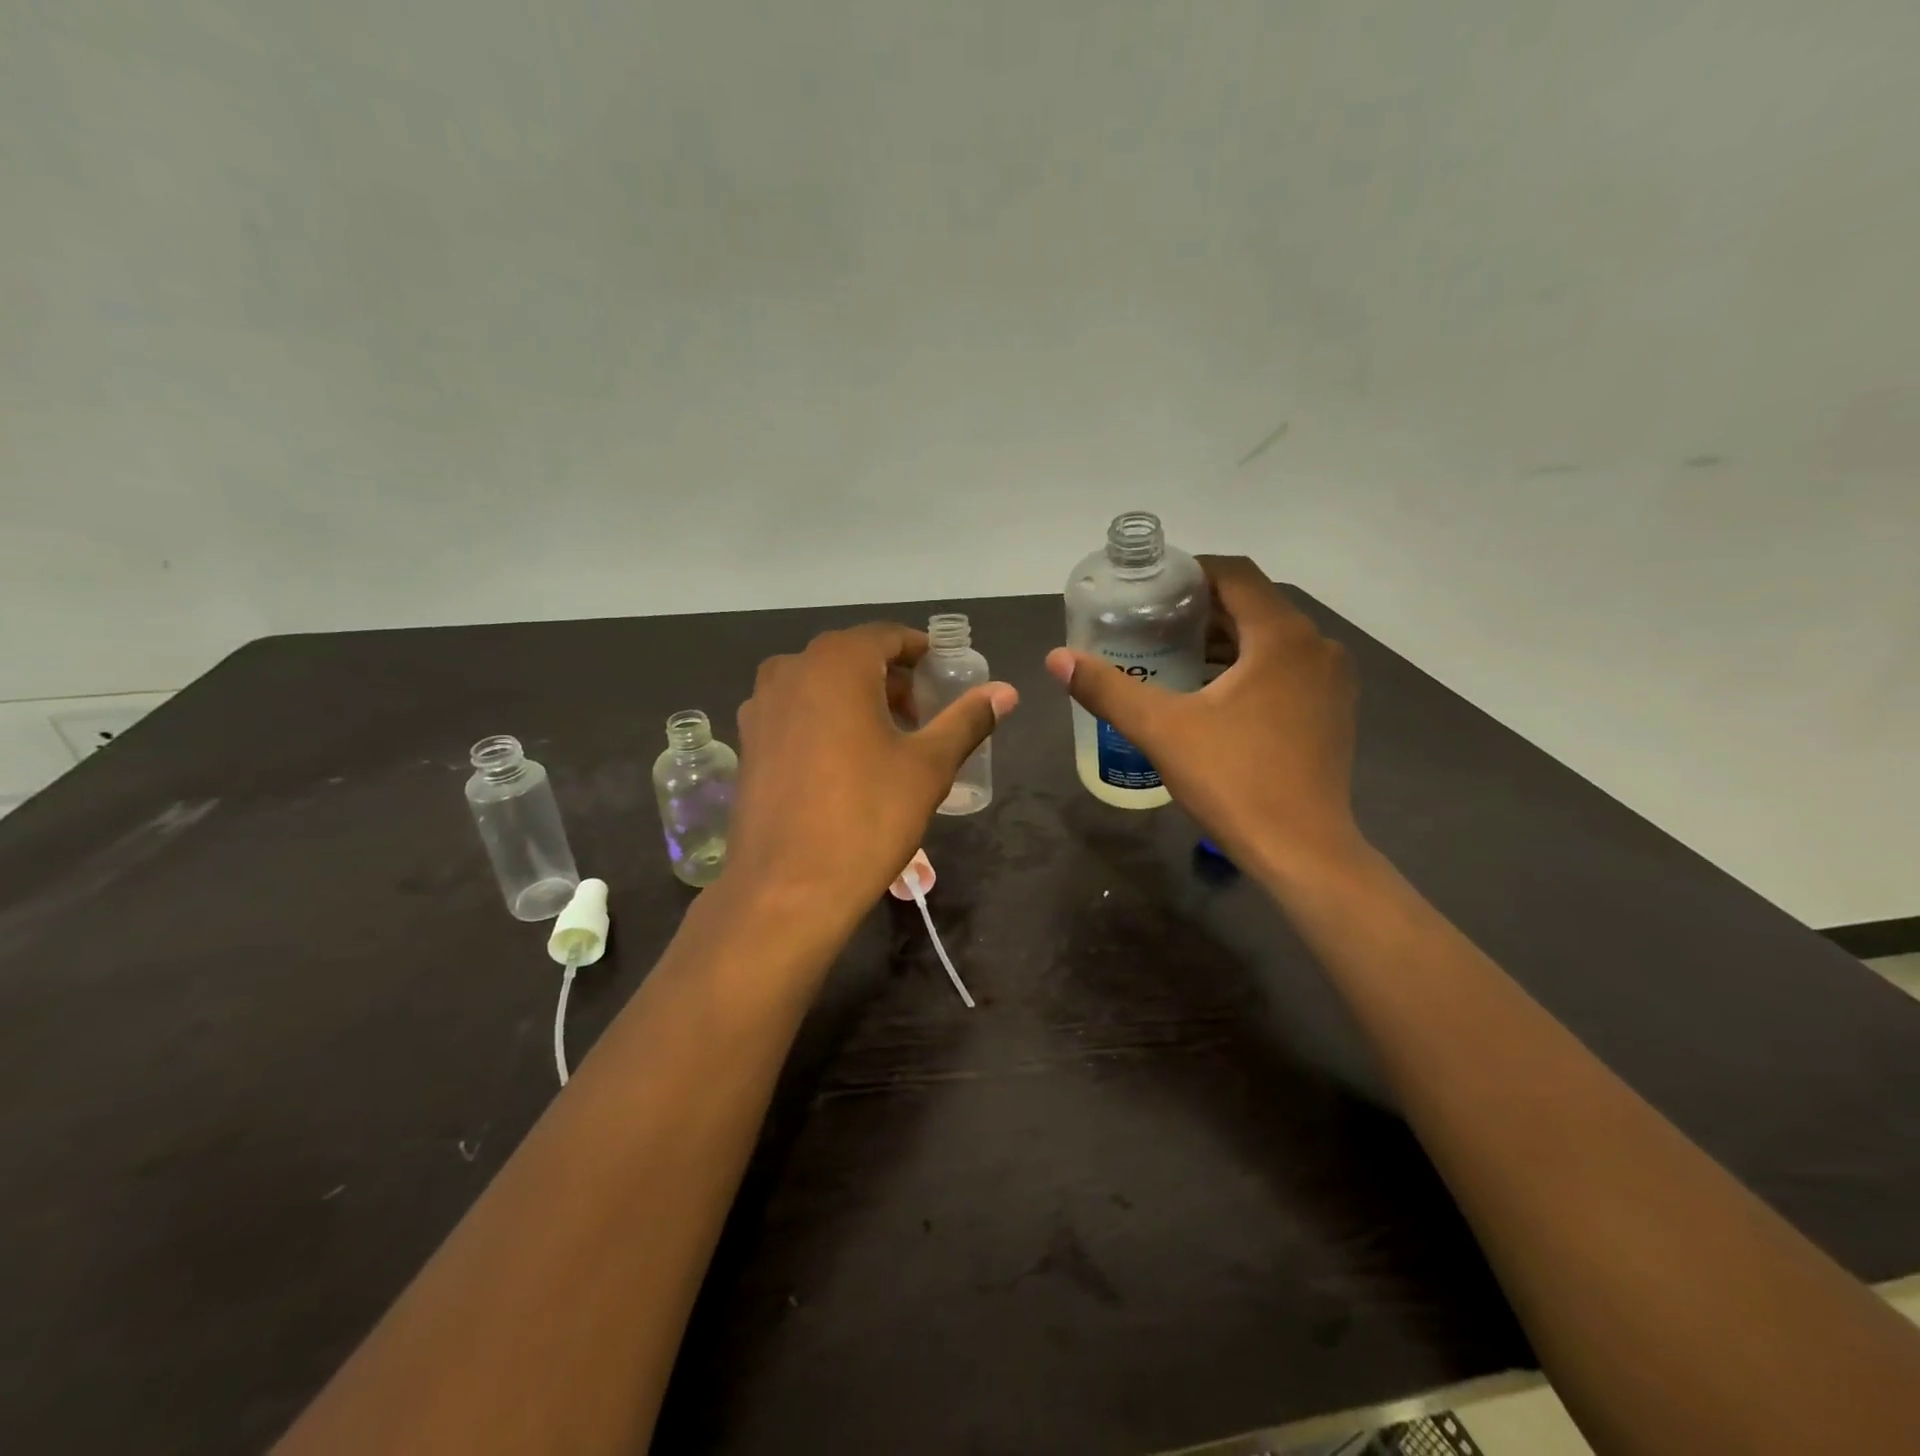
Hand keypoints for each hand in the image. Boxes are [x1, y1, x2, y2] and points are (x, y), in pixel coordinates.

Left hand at [728, 623, 1017, 923]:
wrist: (788, 889)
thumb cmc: (867, 816)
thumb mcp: (928, 766)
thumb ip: (967, 719)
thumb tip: (1006, 691)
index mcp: (835, 663)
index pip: (888, 637)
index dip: (922, 653)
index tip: (946, 676)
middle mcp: (789, 670)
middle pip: (853, 659)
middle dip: (892, 681)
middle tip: (924, 716)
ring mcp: (760, 707)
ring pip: (821, 686)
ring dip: (858, 700)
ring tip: (889, 742)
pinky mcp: (748, 744)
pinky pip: (797, 714)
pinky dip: (826, 721)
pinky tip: (846, 765)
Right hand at [1045, 557, 1361, 882]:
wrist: (1302, 852)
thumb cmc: (1234, 781)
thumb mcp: (1161, 730)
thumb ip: (1107, 689)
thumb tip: (1056, 658)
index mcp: (1282, 637)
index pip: (1236, 574)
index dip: (1191, 573)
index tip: (1151, 590)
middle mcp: (1317, 646)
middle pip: (1254, 605)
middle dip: (1201, 609)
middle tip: (1150, 624)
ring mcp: (1332, 681)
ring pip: (1271, 639)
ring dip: (1224, 640)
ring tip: (1172, 656)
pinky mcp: (1333, 710)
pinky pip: (1286, 667)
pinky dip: (1249, 666)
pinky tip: (1212, 694)